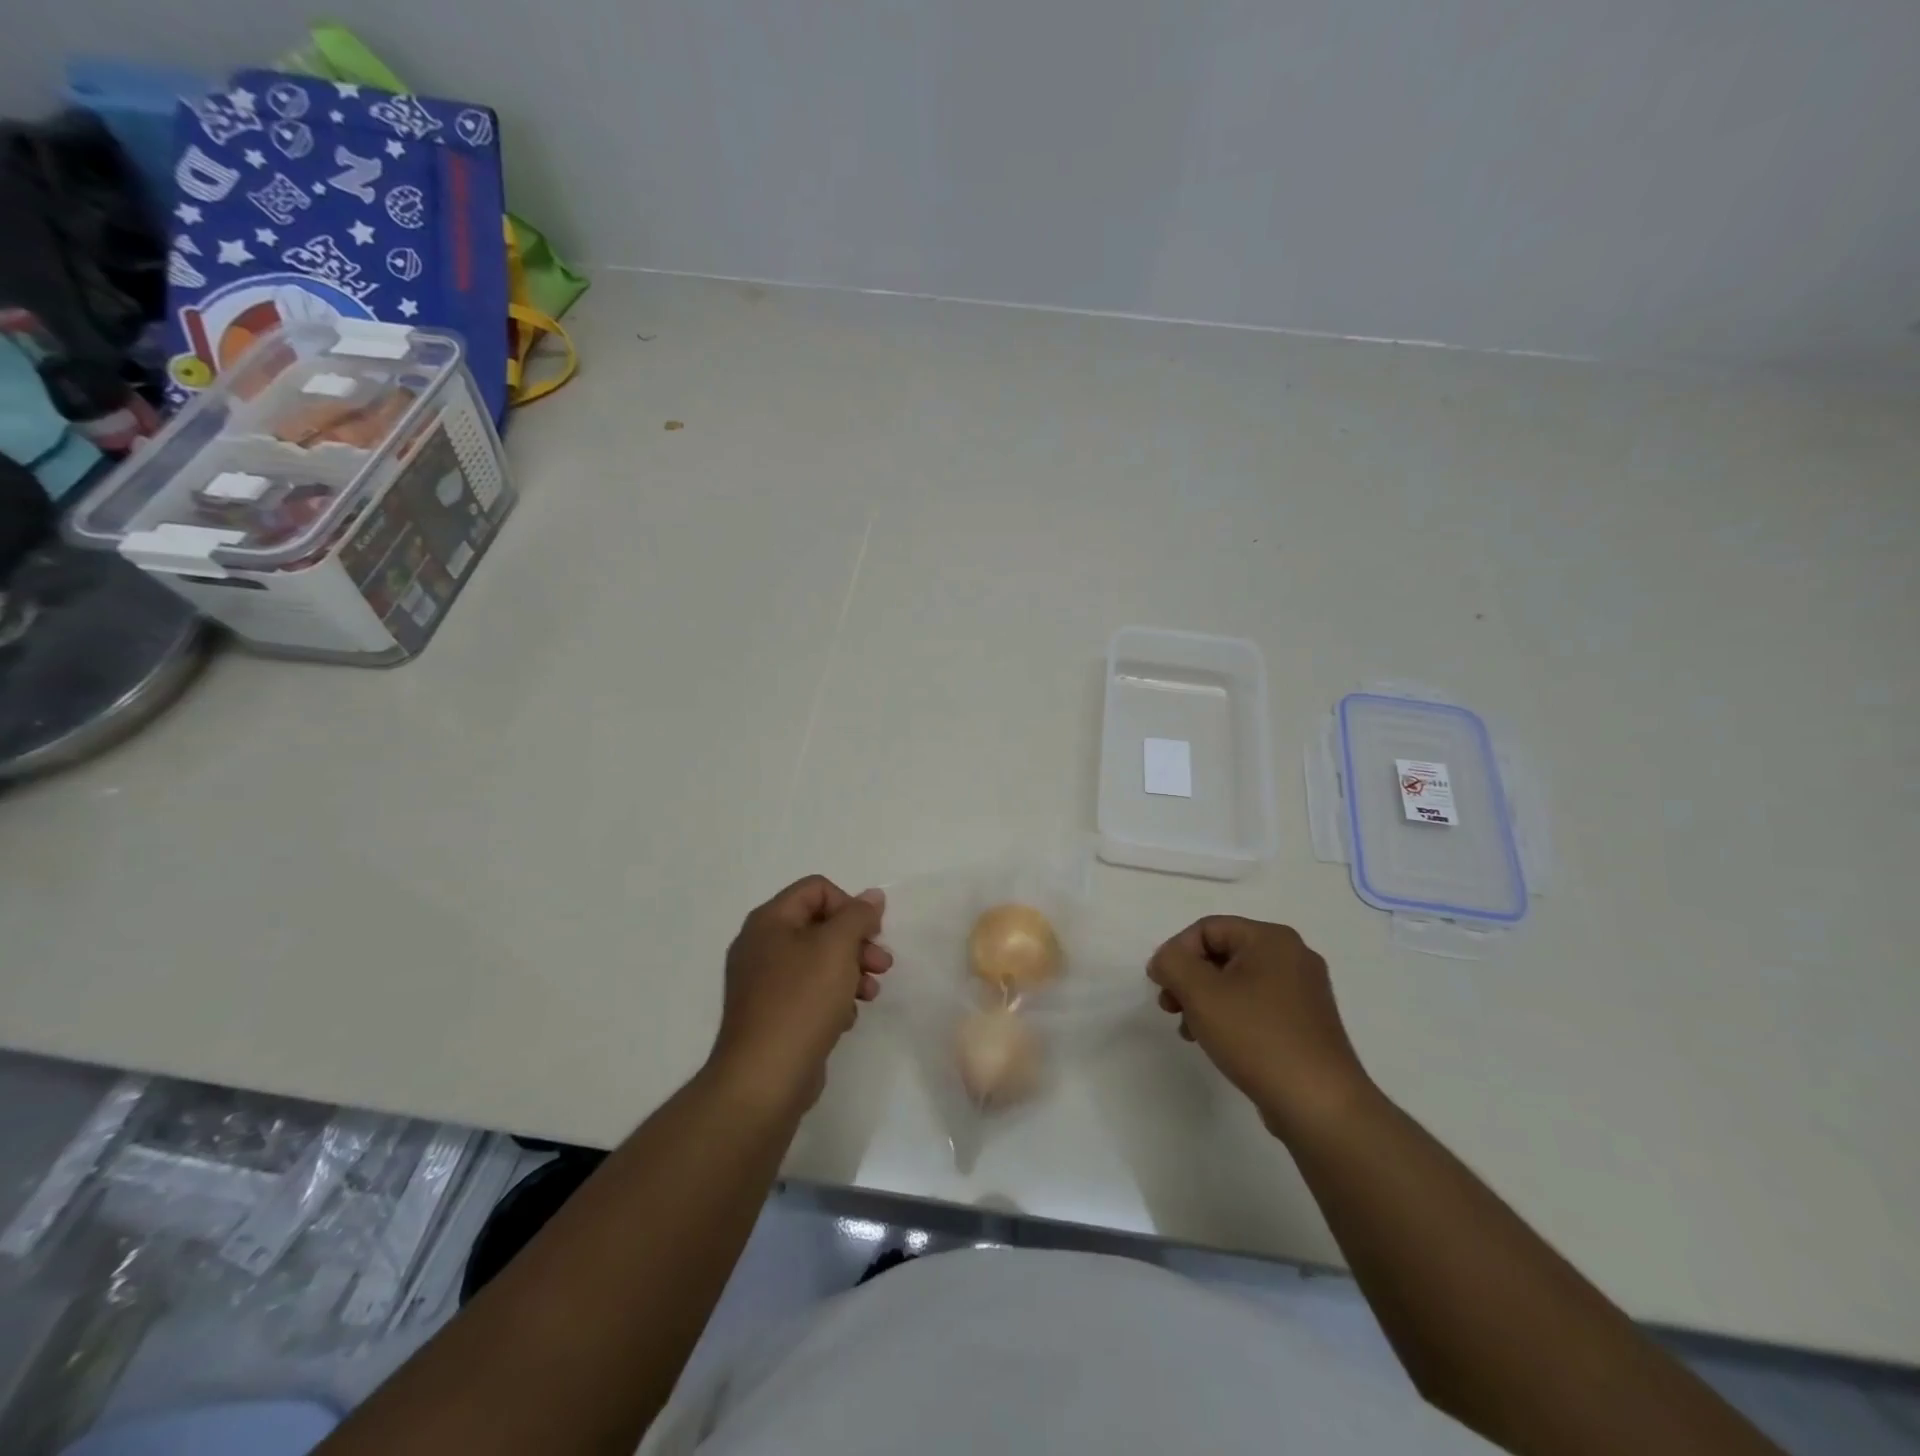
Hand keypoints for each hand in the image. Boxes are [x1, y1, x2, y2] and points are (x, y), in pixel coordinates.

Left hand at [709, 876, 889, 1111]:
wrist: (764, 1079)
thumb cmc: (801, 1001)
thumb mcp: (837, 947)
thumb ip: (858, 916)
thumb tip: (872, 896)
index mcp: (769, 921)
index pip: (816, 889)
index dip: (849, 904)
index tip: (871, 932)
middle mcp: (761, 945)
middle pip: (820, 925)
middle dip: (857, 942)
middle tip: (882, 964)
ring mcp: (763, 982)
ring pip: (818, 960)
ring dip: (851, 970)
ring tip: (871, 994)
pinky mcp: (772, 1014)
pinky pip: (809, 991)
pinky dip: (833, 997)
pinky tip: (846, 1018)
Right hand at [1147, 916, 1372, 1139]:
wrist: (1319, 1105)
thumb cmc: (1257, 1037)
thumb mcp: (1200, 993)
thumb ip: (1172, 963)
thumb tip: (1166, 960)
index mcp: (1272, 939)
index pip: (1207, 928)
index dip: (1176, 952)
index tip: (1160, 986)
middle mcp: (1293, 957)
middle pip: (1222, 953)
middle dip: (1189, 978)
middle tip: (1170, 1007)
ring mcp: (1303, 992)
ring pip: (1237, 982)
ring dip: (1204, 1000)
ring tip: (1189, 1030)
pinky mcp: (1305, 1024)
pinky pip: (1256, 1005)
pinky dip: (1229, 1016)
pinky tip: (1215, 1042)